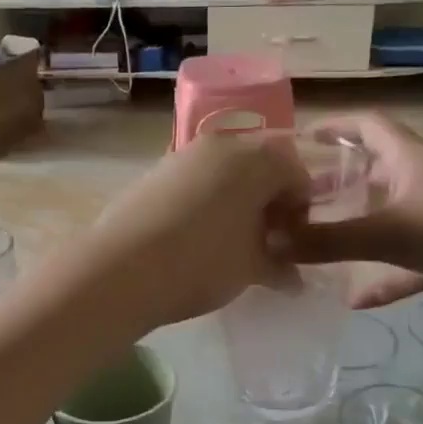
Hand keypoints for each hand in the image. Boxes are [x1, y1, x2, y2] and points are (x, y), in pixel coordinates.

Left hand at [79, 132, 311, 331]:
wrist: (121, 268)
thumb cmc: (202, 262)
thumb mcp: (251, 269)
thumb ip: (280, 267)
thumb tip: (294, 279)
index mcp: (256, 158)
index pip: (295, 172)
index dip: (301, 209)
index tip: (293, 242)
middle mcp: (222, 144)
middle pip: (260, 165)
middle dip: (269, 200)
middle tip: (266, 241)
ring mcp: (183, 155)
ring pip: (225, 171)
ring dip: (237, 199)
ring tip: (231, 241)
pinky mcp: (154, 172)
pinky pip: (195, 180)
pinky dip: (207, 200)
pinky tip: (197, 236)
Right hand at [294, 112, 422, 309]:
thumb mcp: (386, 232)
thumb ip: (327, 241)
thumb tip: (268, 243)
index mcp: (407, 159)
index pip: (366, 126)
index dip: (335, 127)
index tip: (301, 139)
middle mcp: (421, 181)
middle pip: (372, 173)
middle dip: (335, 184)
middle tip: (295, 202)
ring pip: (387, 218)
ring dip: (356, 230)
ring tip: (316, 245)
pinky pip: (407, 263)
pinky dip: (383, 278)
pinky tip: (356, 301)